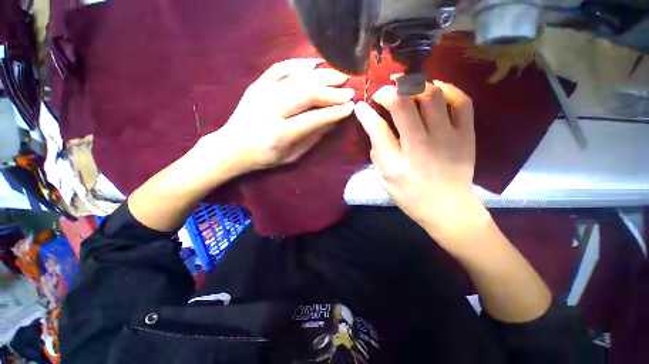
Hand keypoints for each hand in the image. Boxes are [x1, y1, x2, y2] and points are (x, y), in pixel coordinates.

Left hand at [199, 58, 354, 173]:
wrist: (231, 147)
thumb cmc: (265, 157)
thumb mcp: (292, 156)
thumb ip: (313, 138)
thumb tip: (333, 120)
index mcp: (279, 134)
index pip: (314, 119)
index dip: (334, 112)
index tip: (350, 107)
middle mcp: (270, 110)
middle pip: (306, 93)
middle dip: (332, 91)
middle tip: (349, 90)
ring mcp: (261, 93)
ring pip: (296, 78)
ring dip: (321, 75)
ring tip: (339, 75)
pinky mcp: (256, 84)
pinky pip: (280, 68)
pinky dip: (299, 64)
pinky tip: (315, 64)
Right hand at [354, 80, 487, 246]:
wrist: (449, 209)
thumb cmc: (411, 197)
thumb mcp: (385, 181)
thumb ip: (377, 155)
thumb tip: (374, 130)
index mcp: (396, 163)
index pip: (377, 128)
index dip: (366, 113)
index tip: (360, 106)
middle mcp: (420, 146)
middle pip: (403, 105)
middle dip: (388, 92)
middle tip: (383, 93)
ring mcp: (447, 138)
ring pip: (432, 96)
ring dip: (415, 86)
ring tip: (406, 88)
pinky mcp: (466, 135)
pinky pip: (461, 101)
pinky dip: (447, 89)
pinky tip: (435, 89)